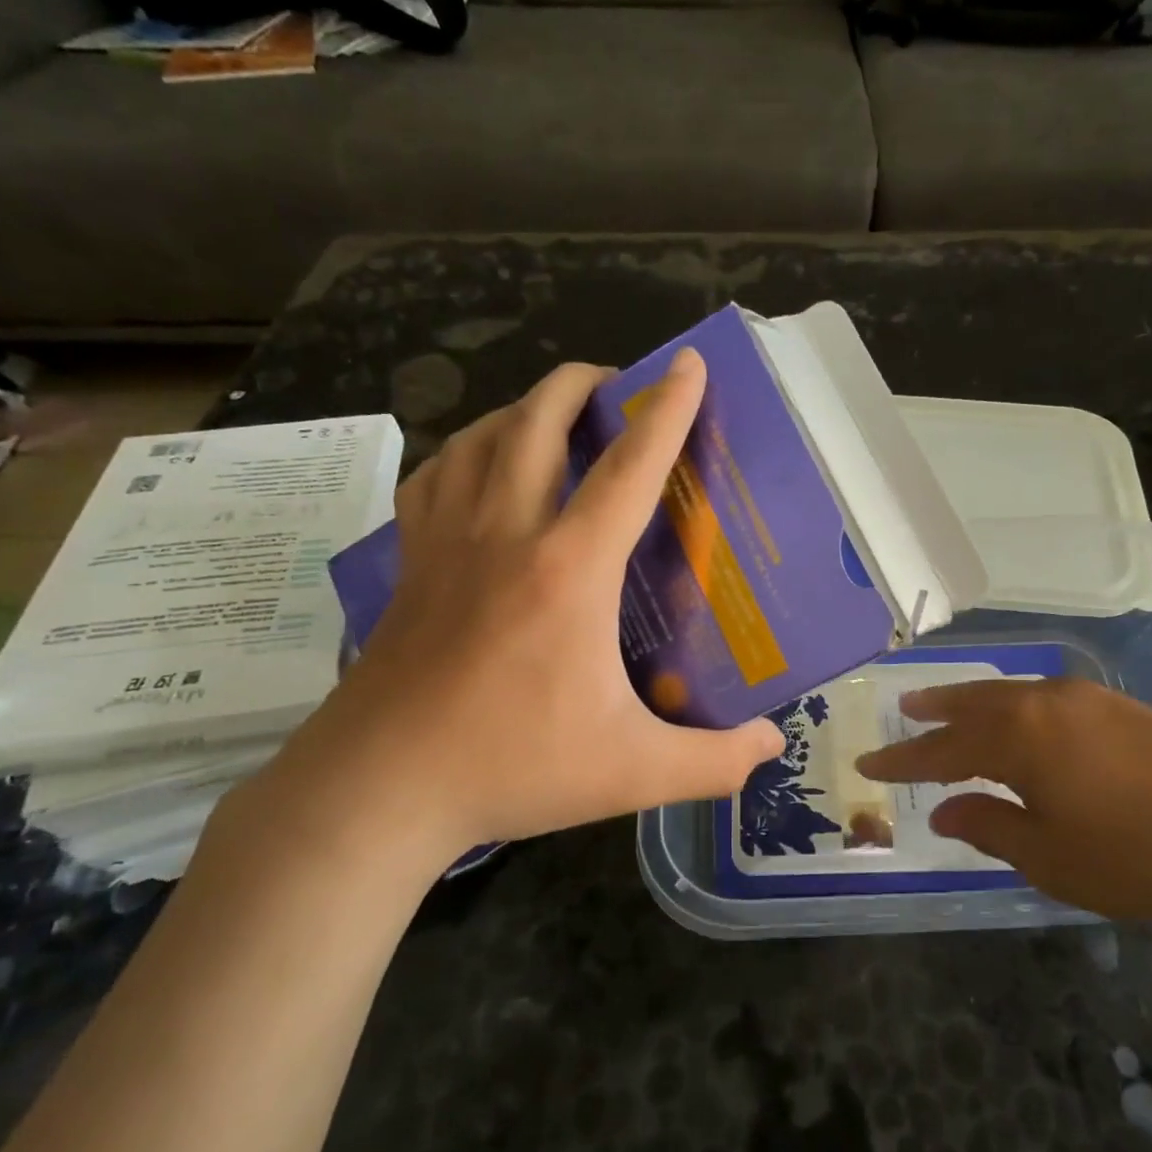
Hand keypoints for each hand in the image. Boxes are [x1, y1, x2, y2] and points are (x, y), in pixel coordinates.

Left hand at [249, 352, 783, 875]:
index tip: (688, 364)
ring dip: (522, 409)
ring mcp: (448, 542)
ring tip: (552, 415)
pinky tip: (478, 469)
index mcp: (570, 570)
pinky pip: (435, 476)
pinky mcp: (410, 562)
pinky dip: (464, 452)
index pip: (630, 469)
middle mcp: (507, 533)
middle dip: (581, 383)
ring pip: (480, 437)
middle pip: (538, 421)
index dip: (667, 411)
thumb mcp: (631, 773)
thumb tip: (771, 744)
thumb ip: (713, 762)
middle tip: (615, 382)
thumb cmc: (511, 767)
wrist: (380, 787)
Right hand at [855, 678, 1151, 922]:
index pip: (939, 749)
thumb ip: (990, 828)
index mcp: (1016, 738)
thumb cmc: (1138, 852)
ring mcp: (1087, 699)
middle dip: (935, 710)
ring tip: (954, 705)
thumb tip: (943, 811)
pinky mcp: (1124, 707)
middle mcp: (1043, 704)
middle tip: (905, 708)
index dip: (900, 761)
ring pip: (1012, 694)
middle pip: (973, 704)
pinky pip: (1047, 698)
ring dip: (976, 701)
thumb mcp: (1051, 857)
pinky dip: (1017, 706)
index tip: (867, 763)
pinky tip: (1026, 718)